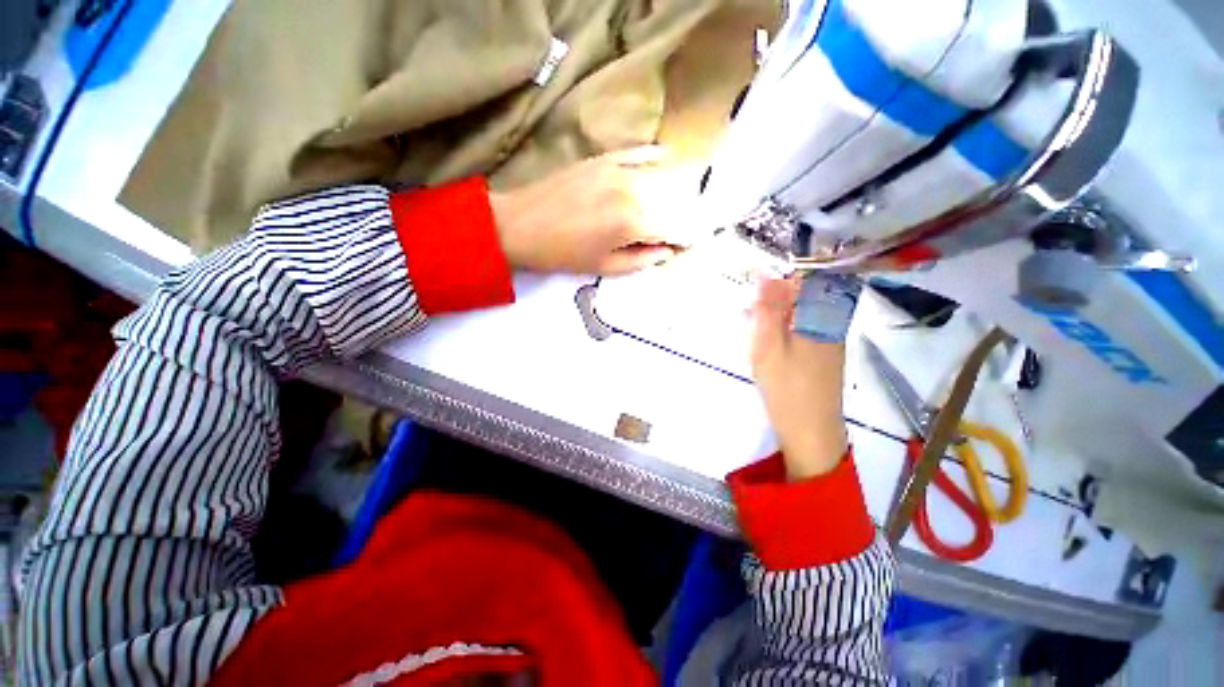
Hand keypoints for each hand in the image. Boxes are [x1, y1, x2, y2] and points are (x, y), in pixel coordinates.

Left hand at [489, 147, 697, 274]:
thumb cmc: (563, 254)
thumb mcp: (605, 267)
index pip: (677, 228)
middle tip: (683, 228)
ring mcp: (618, 169)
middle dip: (683, 216)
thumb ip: (642, 259)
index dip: (686, 238)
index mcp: (633, 222)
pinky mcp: (604, 158)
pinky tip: (668, 157)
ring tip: (681, 201)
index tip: (688, 246)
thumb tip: (668, 251)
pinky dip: (655, 156)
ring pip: (661, 177)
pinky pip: (639, 152)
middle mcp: (633, 190)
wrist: (520, 225)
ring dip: (675, 191)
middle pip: (674, 201)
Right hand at [751, 278, 849, 480]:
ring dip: (776, 316)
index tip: (753, 284)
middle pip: (803, 297)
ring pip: (802, 315)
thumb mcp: (768, 346)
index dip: (777, 280)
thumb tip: (764, 275)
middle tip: (749, 312)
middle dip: (773, 299)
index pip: (804, 280)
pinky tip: (768, 343)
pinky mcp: (824, 357)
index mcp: (820, 318)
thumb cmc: (786, 388)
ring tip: (753, 327)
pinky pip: (804, 331)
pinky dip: (783, 331)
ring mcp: (830, 341)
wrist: (812, 432)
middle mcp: (831, 324)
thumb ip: (766, 311)